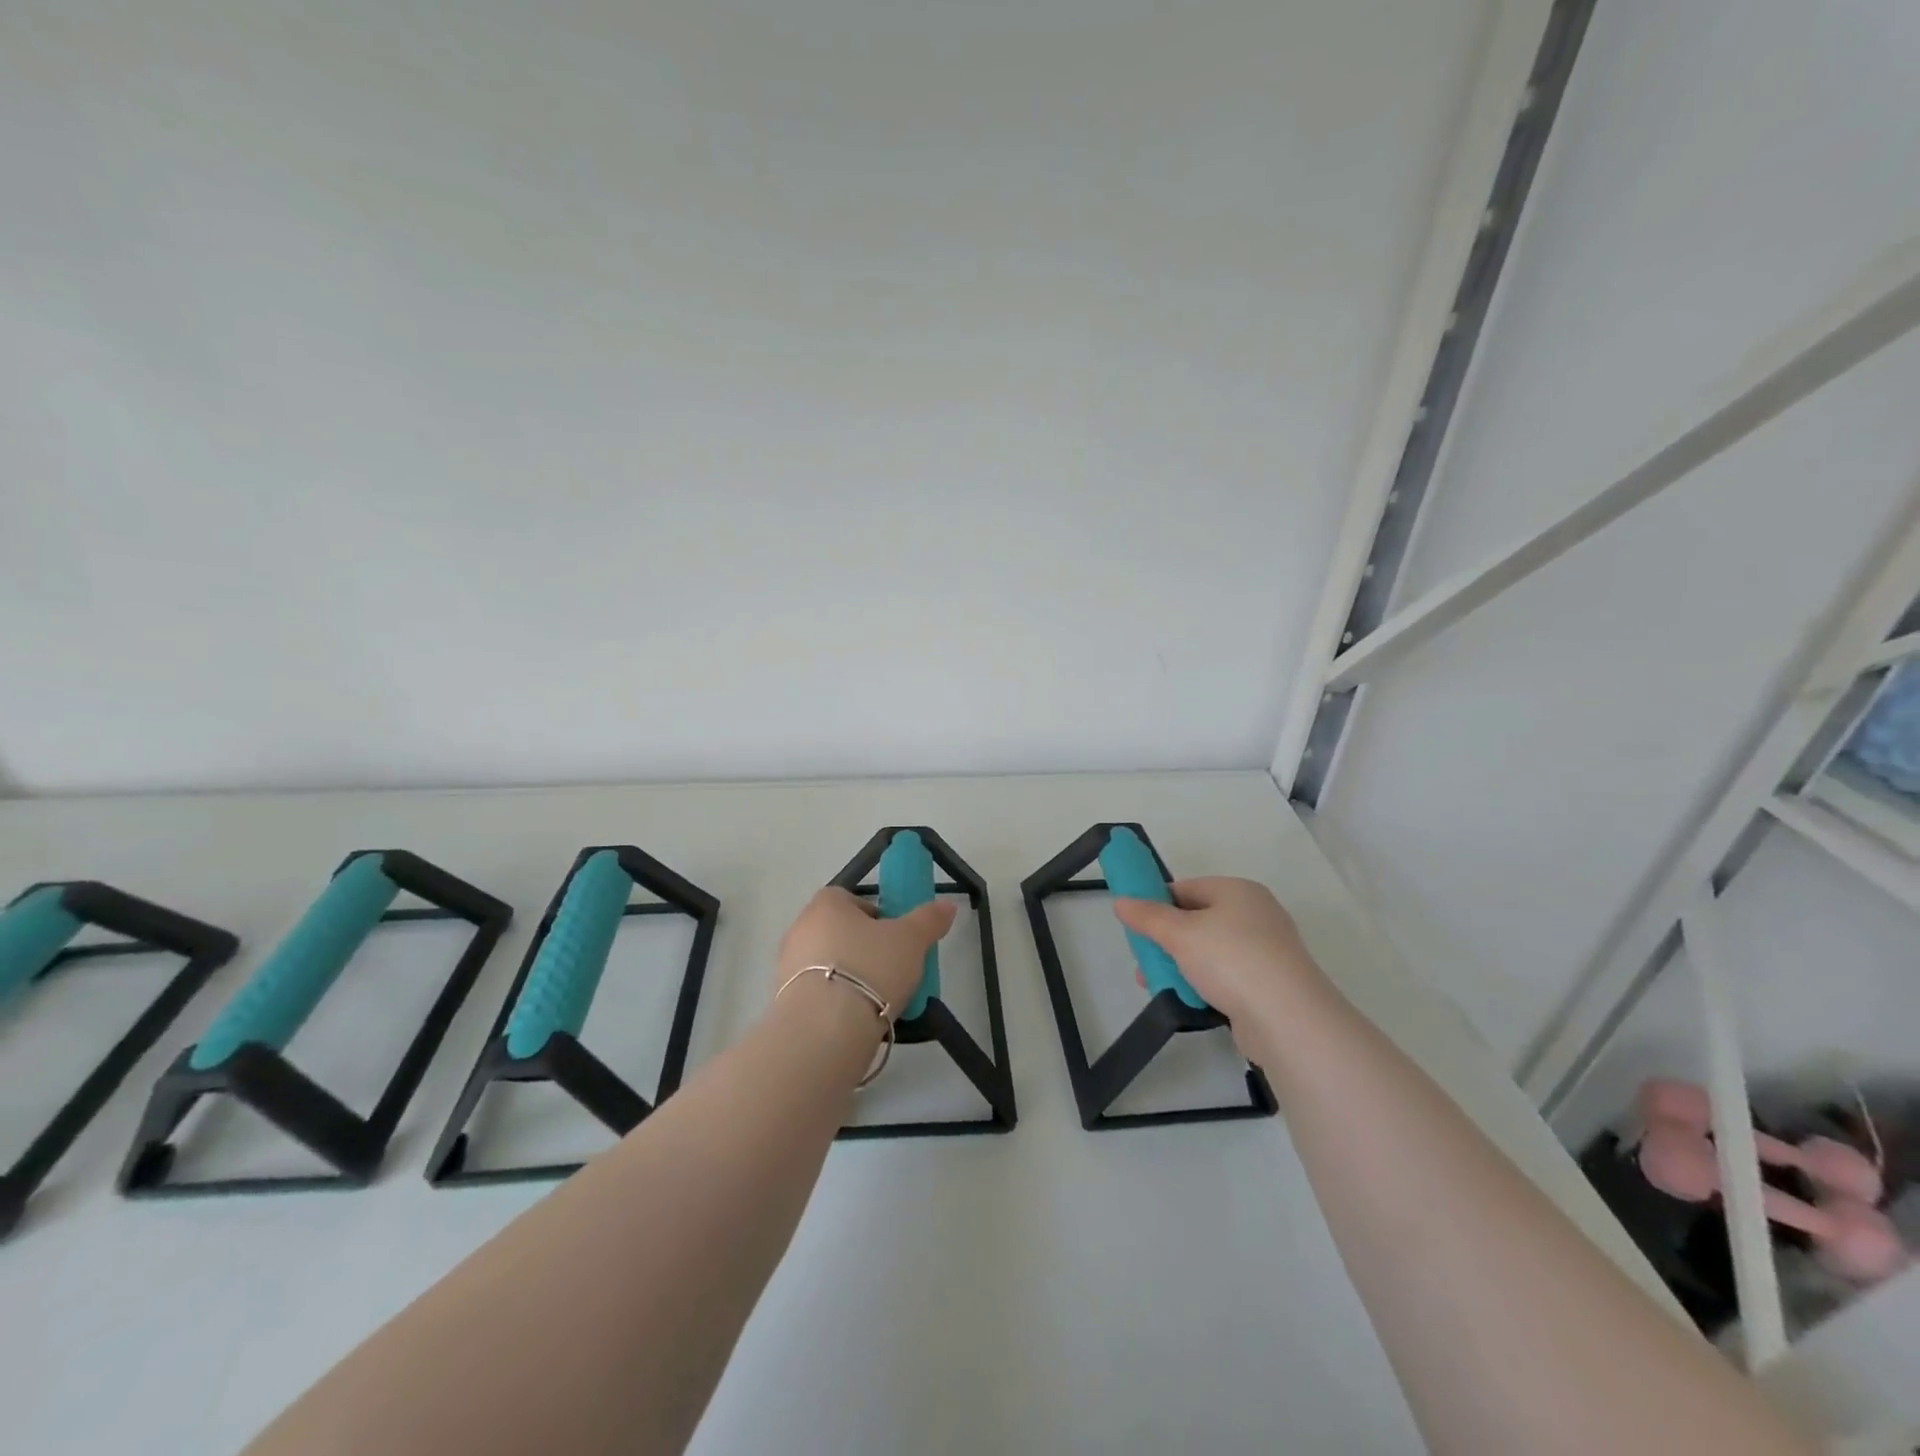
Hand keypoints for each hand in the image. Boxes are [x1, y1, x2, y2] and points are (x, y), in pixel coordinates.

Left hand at [776, 887, 956, 1018]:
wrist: (825, 1028)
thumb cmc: (870, 967)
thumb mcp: (911, 940)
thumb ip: (929, 919)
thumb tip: (947, 906)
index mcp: (826, 904)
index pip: (849, 898)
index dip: (874, 915)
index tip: (894, 936)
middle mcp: (801, 928)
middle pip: (838, 931)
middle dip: (864, 947)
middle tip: (891, 968)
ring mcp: (787, 966)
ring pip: (828, 964)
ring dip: (850, 976)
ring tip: (879, 999)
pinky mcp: (784, 1001)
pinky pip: (818, 993)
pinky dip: (836, 1002)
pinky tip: (858, 1019)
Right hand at [1111, 878, 1327, 1034]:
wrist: (1288, 1019)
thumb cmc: (1231, 960)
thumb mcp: (1179, 934)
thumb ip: (1147, 916)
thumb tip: (1121, 901)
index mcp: (1237, 891)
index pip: (1186, 888)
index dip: (1156, 903)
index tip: (1135, 926)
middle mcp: (1255, 914)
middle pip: (1196, 920)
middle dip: (1165, 941)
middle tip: (1142, 960)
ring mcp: (1265, 950)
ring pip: (1209, 951)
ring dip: (1179, 966)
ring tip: (1155, 985)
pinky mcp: (1268, 983)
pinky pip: (1225, 976)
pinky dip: (1203, 984)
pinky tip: (1186, 1000)